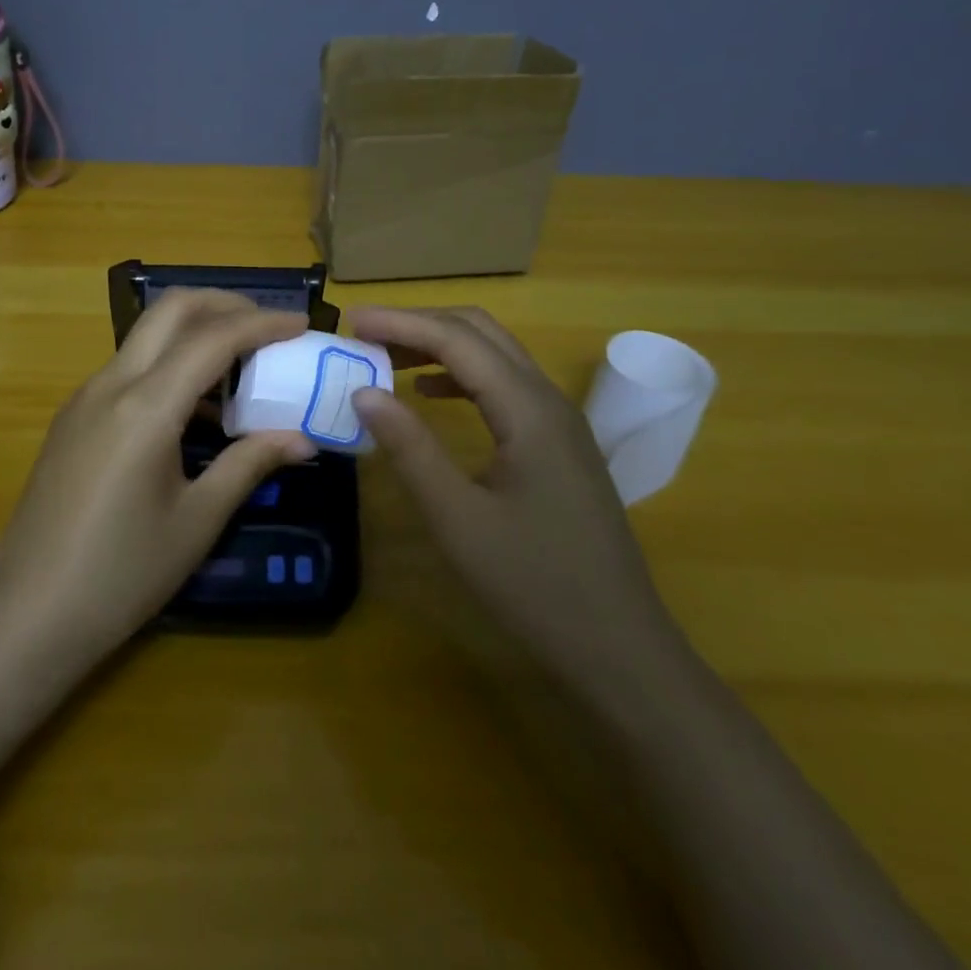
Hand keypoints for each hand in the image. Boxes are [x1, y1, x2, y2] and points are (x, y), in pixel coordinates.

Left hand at [0, 289, 315, 665]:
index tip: (301, 324)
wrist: (28, 614)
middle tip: (268, 327)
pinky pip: (128, 367)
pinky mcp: (73, 417)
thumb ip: (249, 465)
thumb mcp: (196, 521)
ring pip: (146, 335)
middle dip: (224, 304)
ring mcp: (84, 397)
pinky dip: (169, 363)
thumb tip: (302, 438)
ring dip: (195, 333)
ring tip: (241, 368)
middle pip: (170, 310)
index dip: (262, 324)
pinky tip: (194, 407)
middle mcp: (110, 385)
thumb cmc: (121, 574)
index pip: (212, 339)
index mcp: (144, 407)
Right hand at [349, 307, 676, 680]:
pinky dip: (461, 376)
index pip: (457, 340)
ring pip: (495, 356)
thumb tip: (364, 392)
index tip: (350, 321)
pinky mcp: (558, 445)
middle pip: (481, 332)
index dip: (401, 323)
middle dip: (420, 324)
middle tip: (366, 335)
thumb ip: (410, 448)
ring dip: (440, 346)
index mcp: (528, 410)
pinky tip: (430, 395)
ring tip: (387, 358)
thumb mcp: (458, 518)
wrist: (619, 648)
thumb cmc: (534, 584)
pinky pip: (504, 386)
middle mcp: (548, 400)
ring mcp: (559, 422)